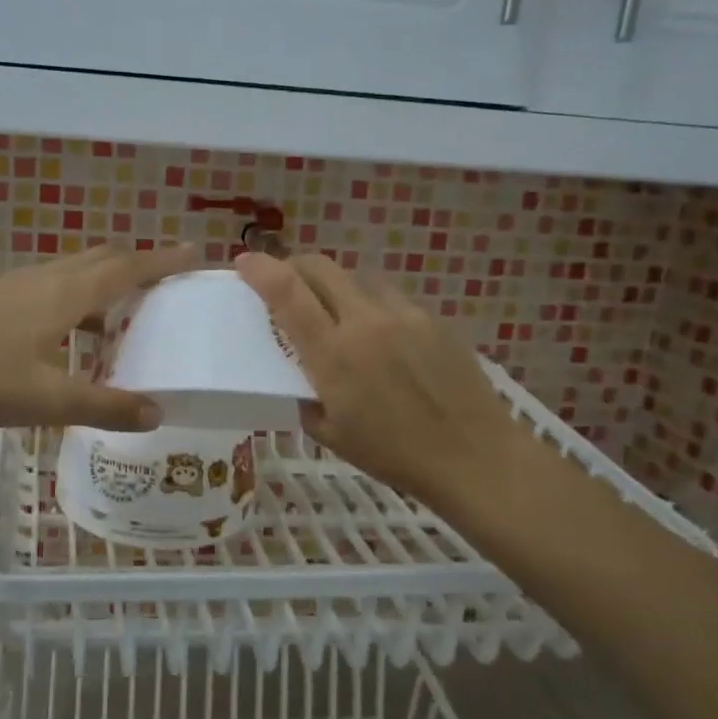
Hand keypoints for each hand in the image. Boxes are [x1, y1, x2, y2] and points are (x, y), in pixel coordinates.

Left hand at [0, 245, 199, 430]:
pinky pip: (53, 286)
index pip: (127, 268)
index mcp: (65, 294)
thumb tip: (156, 413)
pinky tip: (72, 331)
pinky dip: (79, 297)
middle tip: (167, 284)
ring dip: (106, 282)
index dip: (164, 260)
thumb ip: (104, 407)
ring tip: (126, 313)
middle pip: (103, 259)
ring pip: (76, 270)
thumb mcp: (48, 401)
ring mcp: (18, 286)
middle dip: (139, 265)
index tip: (196, 253)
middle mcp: (46, 279)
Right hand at [235, 252, 516, 513]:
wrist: (474, 455)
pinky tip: (380, 334)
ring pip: (357, 277)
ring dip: (335, 285)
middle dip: (295, 266)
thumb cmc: (394, 455)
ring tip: (335, 311)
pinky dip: (371, 304)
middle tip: (285, 282)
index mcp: (333, 354)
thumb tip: (298, 378)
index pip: (287, 292)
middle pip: (321, 267)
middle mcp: (365, 322)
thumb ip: (305, 398)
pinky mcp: (433, 318)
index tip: (244, 262)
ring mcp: (404, 314)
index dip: (260, 269)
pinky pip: (390, 297)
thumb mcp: (331, 435)